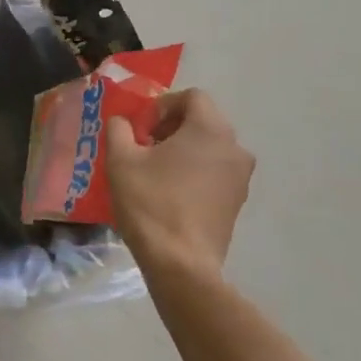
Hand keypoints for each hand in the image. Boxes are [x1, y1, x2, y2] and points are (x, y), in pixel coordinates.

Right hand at [106, 89, 253, 277]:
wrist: (181, 263)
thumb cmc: (150, 204)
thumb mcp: (121, 161)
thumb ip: (119, 129)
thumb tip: (122, 122)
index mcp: (210, 128)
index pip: (191, 97)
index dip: (162, 106)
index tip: (141, 130)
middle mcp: (235, 146)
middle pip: (202, 121)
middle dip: (171, 129)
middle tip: (144, 149)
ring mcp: (241, 176)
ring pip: (210, 148)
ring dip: (183, 151)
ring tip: (155, 174)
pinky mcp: (238, 202)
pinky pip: (215, 173)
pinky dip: (195, 173)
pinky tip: (171, 195)